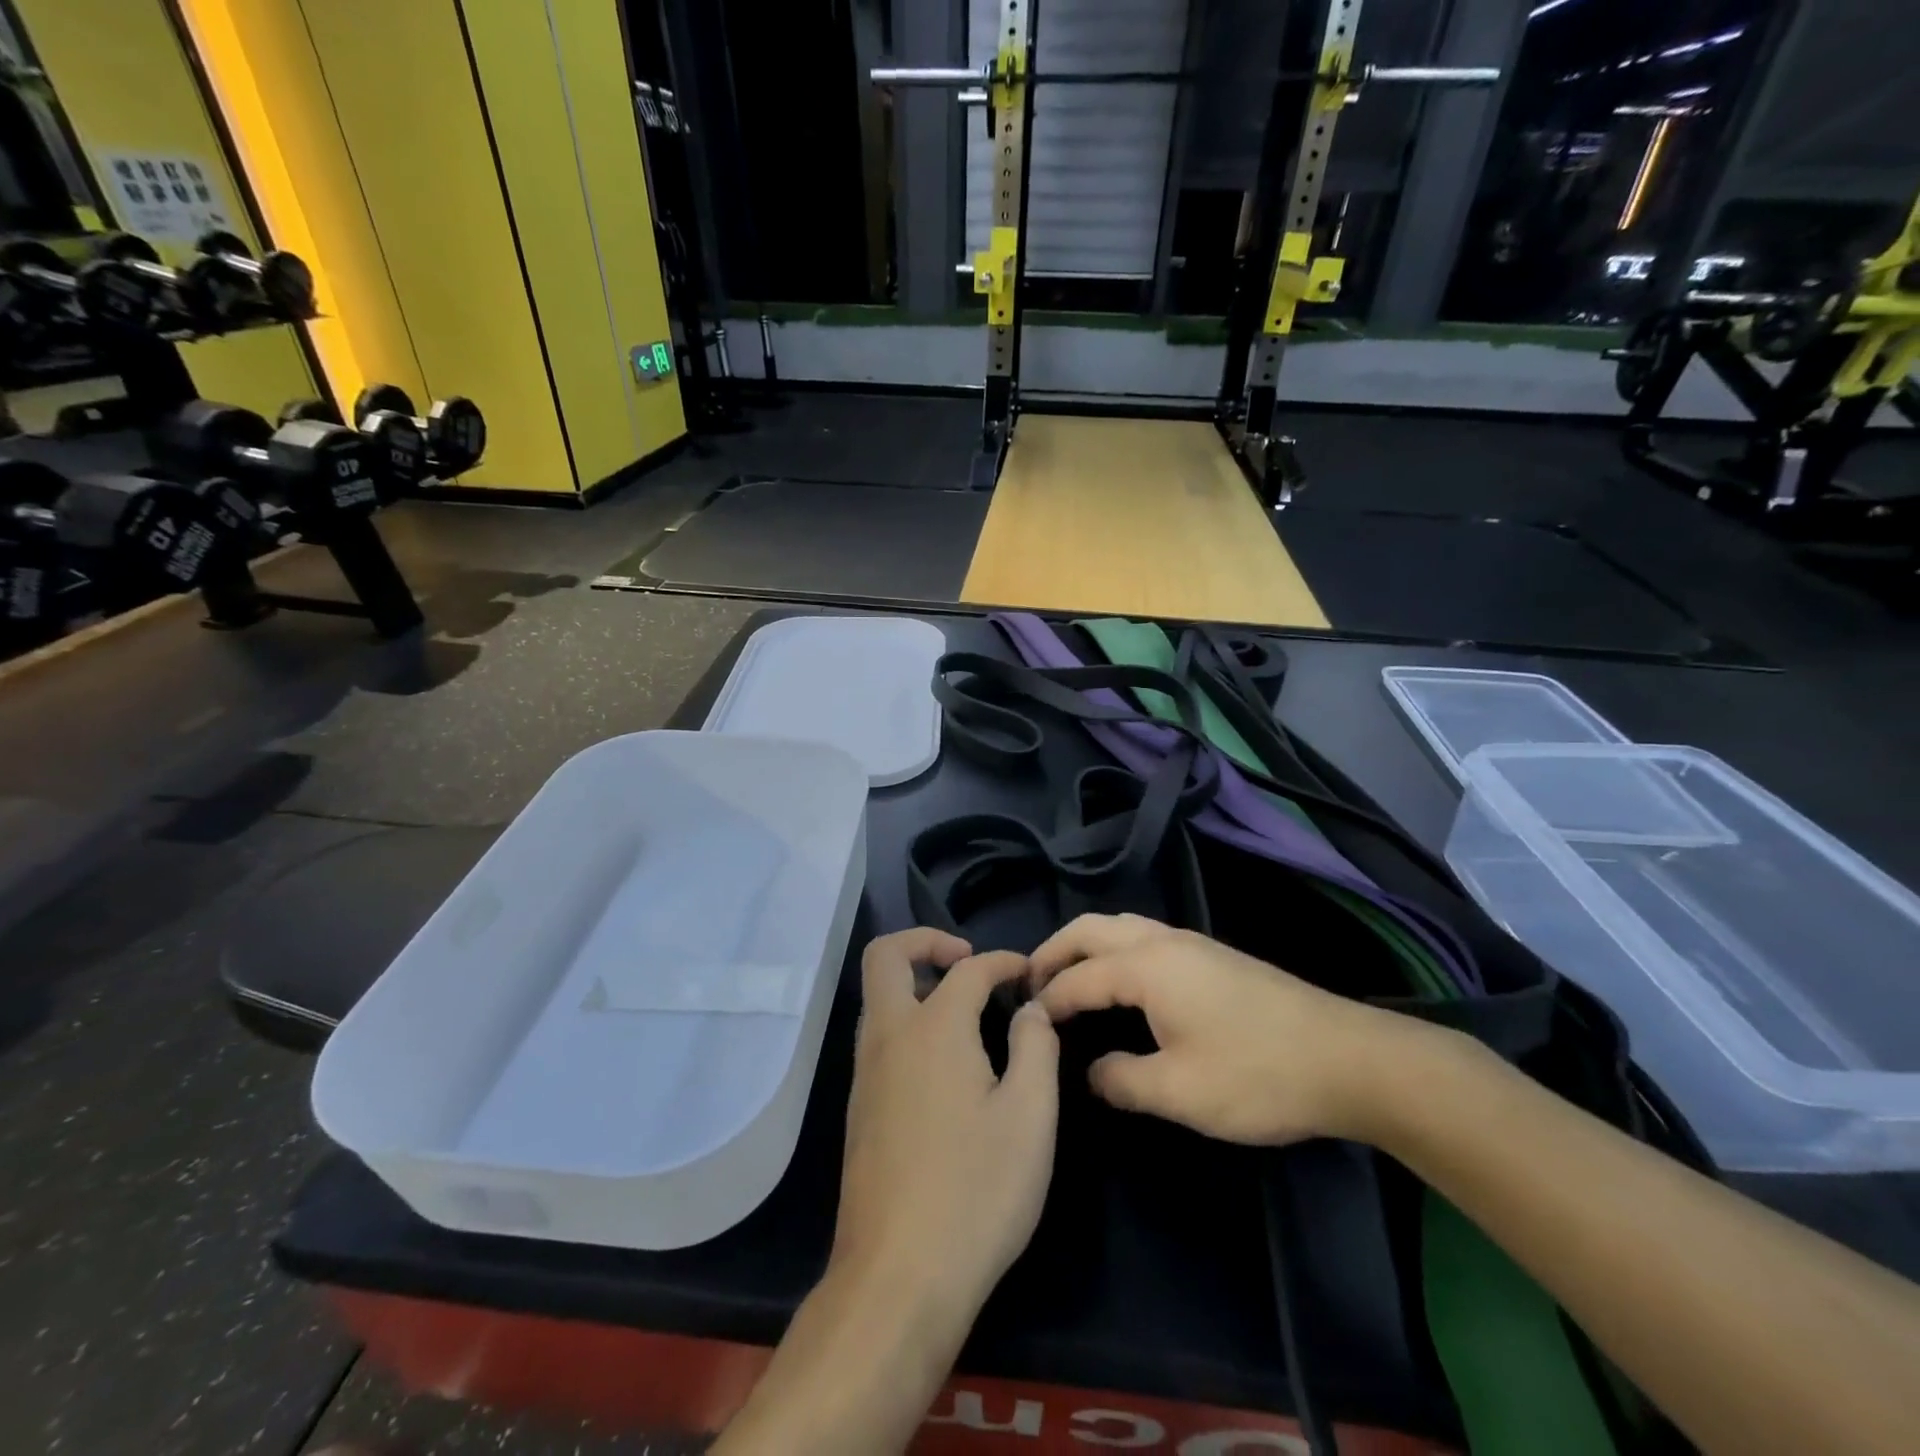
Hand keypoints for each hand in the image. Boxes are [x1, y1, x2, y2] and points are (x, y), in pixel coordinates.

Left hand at [831, 928, 1060, 1341]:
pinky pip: (879, 1035)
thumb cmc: (976, 1191)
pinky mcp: (860, 1107)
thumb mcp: (1031, 1117)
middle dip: (926, 941)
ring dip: (914, 981)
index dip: (1003, 962)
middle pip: (885, 955)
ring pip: (877, 996)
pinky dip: (907, 1020)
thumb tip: (1031, 1010)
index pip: (968, 969)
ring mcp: (866, 1072)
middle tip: (967, 959)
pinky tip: (945, 1062)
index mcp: (933, 1028)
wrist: (898, 1276)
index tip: (1029, 974)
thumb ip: (1036, 1047)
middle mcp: (889, 1036)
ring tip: (964, 1008)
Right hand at [1031, 913, 1413, 1145]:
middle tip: (1029, 983)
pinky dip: (1113, 951)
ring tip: (1067, 980)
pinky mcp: (1214, 957)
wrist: (1348, 1058)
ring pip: (1120, 927)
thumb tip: (1091, 1072)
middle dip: (1054, 950)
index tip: (1023, 1024)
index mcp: (1147, 965)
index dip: (1047, 999)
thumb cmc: (1257, 1074)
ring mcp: (1193, 944)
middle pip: (1092, 929)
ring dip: (1085, 946)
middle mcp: (1164, 941)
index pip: (1079, 976)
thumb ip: (1122, 1080)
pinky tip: (1120, 985)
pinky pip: (1144, 938)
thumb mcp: (1180, 1091)